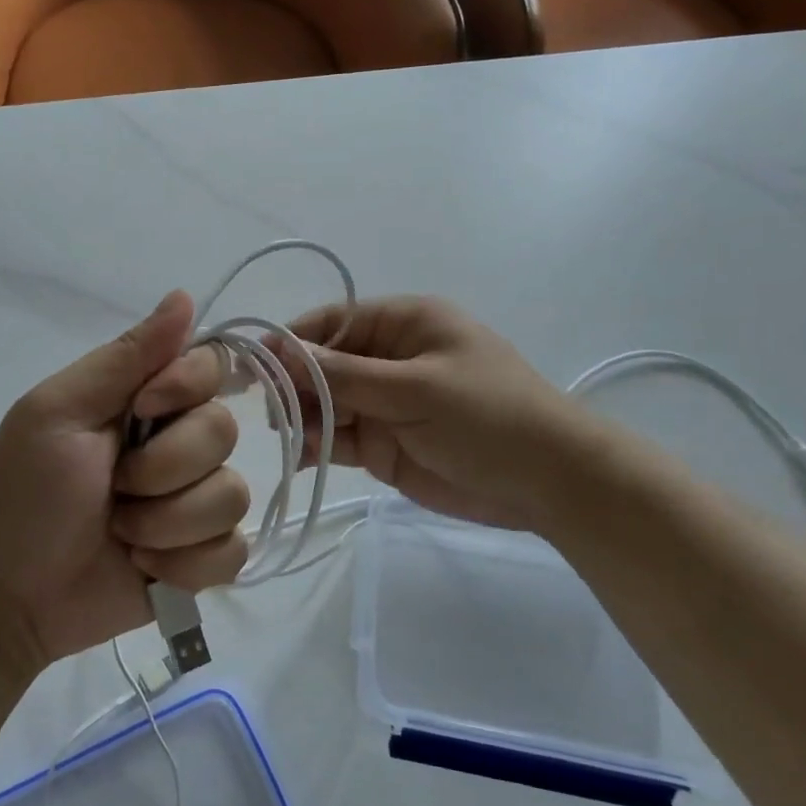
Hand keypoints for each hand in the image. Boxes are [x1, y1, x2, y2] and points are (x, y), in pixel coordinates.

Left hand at [0, 292, 248, 674]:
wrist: (8, 598)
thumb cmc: (24, 494)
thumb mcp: (59, 412)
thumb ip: (125, 357)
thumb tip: (185, 295)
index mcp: (146, 400)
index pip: (211, 366)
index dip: (187, 388)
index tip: (143, 410)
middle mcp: (179, 443)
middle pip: (224, 432)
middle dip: (163, 469)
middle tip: (113, 488)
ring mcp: (194, 502)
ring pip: (232, 497)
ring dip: (168, 524)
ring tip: (122, 535)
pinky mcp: (202, 557)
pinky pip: (233, 551)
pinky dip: (185, 565)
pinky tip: (146, 570)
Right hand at [279, 297, 605, 534]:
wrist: (549, 483)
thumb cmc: (488, 417)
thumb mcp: (416, 388)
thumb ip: (346, 375)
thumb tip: (283, 354)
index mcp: (404, 325)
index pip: (333, 322)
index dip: (293, 341)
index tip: (256, 366)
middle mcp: (388, 358)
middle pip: (323, 364)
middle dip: (295, 385)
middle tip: (271, 412)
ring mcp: (385, 403)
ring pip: (326, 404)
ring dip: (303, 418)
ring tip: (289, 438)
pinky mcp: (384, 444)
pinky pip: (339, 438)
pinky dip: (317, 445)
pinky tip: (300, 458)